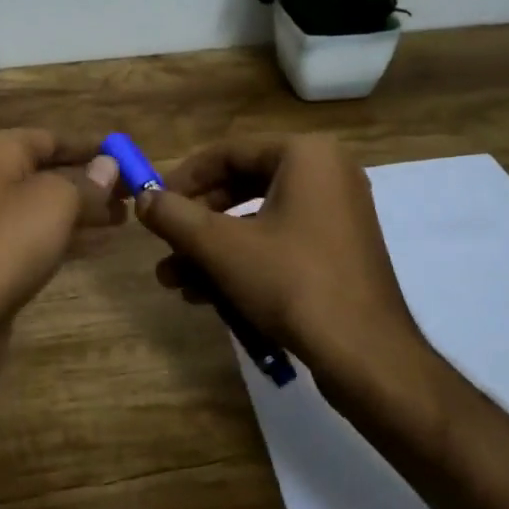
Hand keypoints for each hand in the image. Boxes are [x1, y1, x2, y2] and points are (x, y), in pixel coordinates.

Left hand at [0, 129, 123, 394]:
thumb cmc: (7, 243)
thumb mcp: (56, 201)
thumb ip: (87, 182)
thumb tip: (108, 165)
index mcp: (0, 154)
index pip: (51, 138)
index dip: (90, 147)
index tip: (127, 155)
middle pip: (51, 172)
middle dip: (92, 180)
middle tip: (136, 191)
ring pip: (49, 207)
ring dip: (86, 209)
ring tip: (128, 216)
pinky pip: (42, 237)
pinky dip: (72, 237)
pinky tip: (104, 244)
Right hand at [134, 135, 438, 403]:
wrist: (367, 356)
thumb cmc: (291, 282)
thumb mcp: (220, 247)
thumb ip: (173, 216)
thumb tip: (142, 198)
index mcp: (305, 155)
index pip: (228, 152)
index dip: (184, 178)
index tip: (153, 203)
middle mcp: (326, 174)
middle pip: (241, 186)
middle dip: (196, 222)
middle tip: (164, 243)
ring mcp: (337, 215)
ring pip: (256, 221)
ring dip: (212, 249)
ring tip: (174, 280)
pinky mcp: (338, 252)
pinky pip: (279, 243)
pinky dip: (242, 262)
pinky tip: (206, 295)